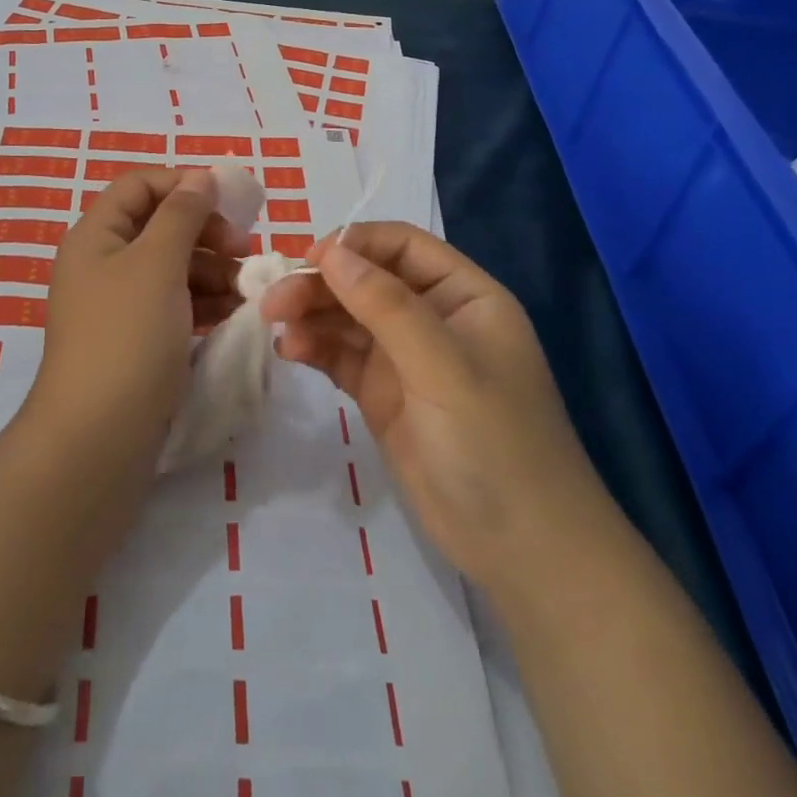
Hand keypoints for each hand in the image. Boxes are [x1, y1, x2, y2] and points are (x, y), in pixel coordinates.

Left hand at [24, 167, 246, 474]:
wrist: (97, 440)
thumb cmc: (127, 337)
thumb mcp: (157, 263)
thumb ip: (182, 214)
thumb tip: (201, 177)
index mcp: (96, 236)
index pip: (140, 186)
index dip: (184, 185)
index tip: (230, 203)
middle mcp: (103, 264)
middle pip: (160, 227)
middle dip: (205, 233)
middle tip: (245, 252)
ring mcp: (118, 306)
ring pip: (172, 269)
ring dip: (212, 271)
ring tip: (248, 291)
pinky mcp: (135, 342)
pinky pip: (174, 306)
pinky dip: (203, 304)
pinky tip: (234, 315)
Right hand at [261, 222, 602, 584]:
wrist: (522, 552)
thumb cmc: (496, 444)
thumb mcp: (444, 368)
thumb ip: (386, 306)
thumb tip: (331, 252)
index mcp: (464, 296)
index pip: (402, 246)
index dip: (355, 244)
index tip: (309, 260)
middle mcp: (433, 318)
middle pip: (366, 280)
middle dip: (321, 284)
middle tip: (274, 301)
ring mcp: (406, 358)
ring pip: (348, 316)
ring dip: (310, 314)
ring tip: (274, 324)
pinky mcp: (383, 394)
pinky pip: (341, 355)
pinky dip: (314, 347)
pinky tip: (290, 351)